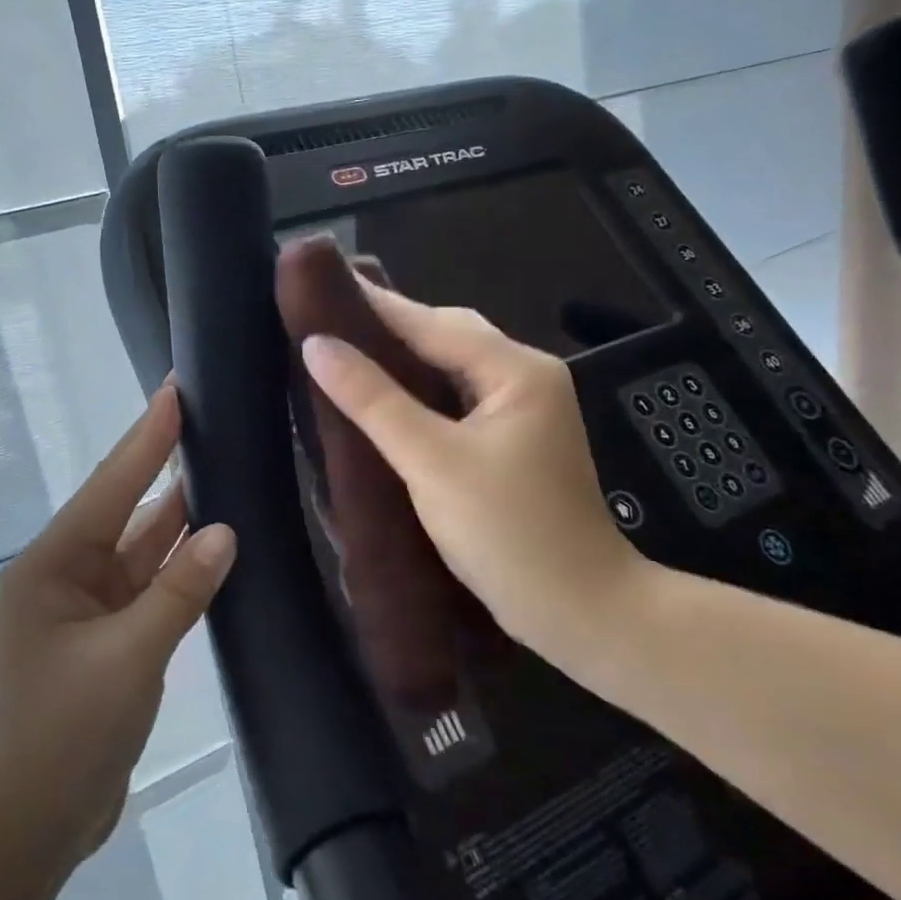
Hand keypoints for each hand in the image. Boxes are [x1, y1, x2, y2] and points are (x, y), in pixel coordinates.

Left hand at [0, 384, 236, 870]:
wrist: (26, 830)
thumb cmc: (62, 736)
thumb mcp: (127, 659)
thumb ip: (179, 592)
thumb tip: (225, 531)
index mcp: (53, 563)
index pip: (111, 484)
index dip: (147, 435)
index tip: (177, 388)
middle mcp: (67, 573)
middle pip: (126, 508)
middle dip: (165, 465)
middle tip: (210, 419)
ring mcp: (88, 606)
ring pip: (142, 547)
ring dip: (178, 516)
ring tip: (223, 466)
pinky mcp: (108, 637)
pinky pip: (150, 585)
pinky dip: (181, 565)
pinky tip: (215, 541)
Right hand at [299, 286, 655, 667]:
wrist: (583, 614)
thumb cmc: (509, 534)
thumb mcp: (431, 462)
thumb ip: (373, 400)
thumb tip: (317, 346)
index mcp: (516, 370)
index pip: (432, 322)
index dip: (375, 303)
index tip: (322, 286)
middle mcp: (526, 378)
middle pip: (447, 337)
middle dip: (389, 327)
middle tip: (327, 321)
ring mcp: (525, 411)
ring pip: (452, 368)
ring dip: (403, 360)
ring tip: (346, 352)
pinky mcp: (515, 442)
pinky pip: (458, 399)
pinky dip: (420, 393)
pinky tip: (385, 400)